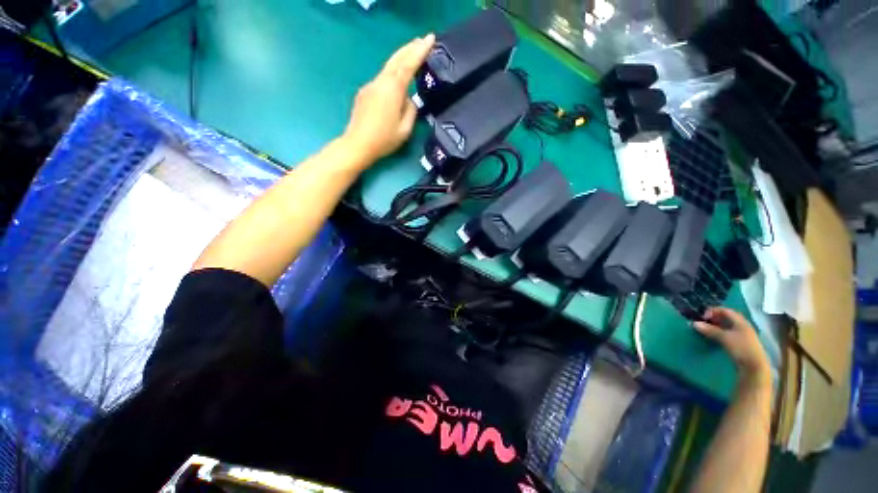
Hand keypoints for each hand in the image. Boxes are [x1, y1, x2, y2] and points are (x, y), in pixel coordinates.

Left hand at [342, 34, 434, 164]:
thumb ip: (411, 111)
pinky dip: (392, 74)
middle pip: (396, 59)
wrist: (357, 144)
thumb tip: (410, 100)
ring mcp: (371, 86)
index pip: (409, 65)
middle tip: (422, 41)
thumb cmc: (384, 140)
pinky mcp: (365, 92)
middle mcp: (381, 82)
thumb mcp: (405, 130)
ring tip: (412, 55)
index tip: (430, 38)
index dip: (420, 51)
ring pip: (388, 68)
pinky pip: (381, 80)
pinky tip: (397, 81)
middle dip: (410, 48)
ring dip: (401, 59)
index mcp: (393, 90)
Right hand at [694, 307, 770, 382]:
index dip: (713, 311)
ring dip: (715, 326)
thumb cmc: (741, 348)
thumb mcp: (725, 338)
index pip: (725, 310)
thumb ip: (710, 330)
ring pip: (726, 327)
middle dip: (713, 319)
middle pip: (726, 318)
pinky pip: (727, 334)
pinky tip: (713, 337)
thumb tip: (694, 323)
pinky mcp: (739, 344)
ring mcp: (742, 336)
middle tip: (702, 322)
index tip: (702, 316)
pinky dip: (719, 333)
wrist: (754, 367)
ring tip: (705, 330)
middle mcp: (742, 326)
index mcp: (741, 322)